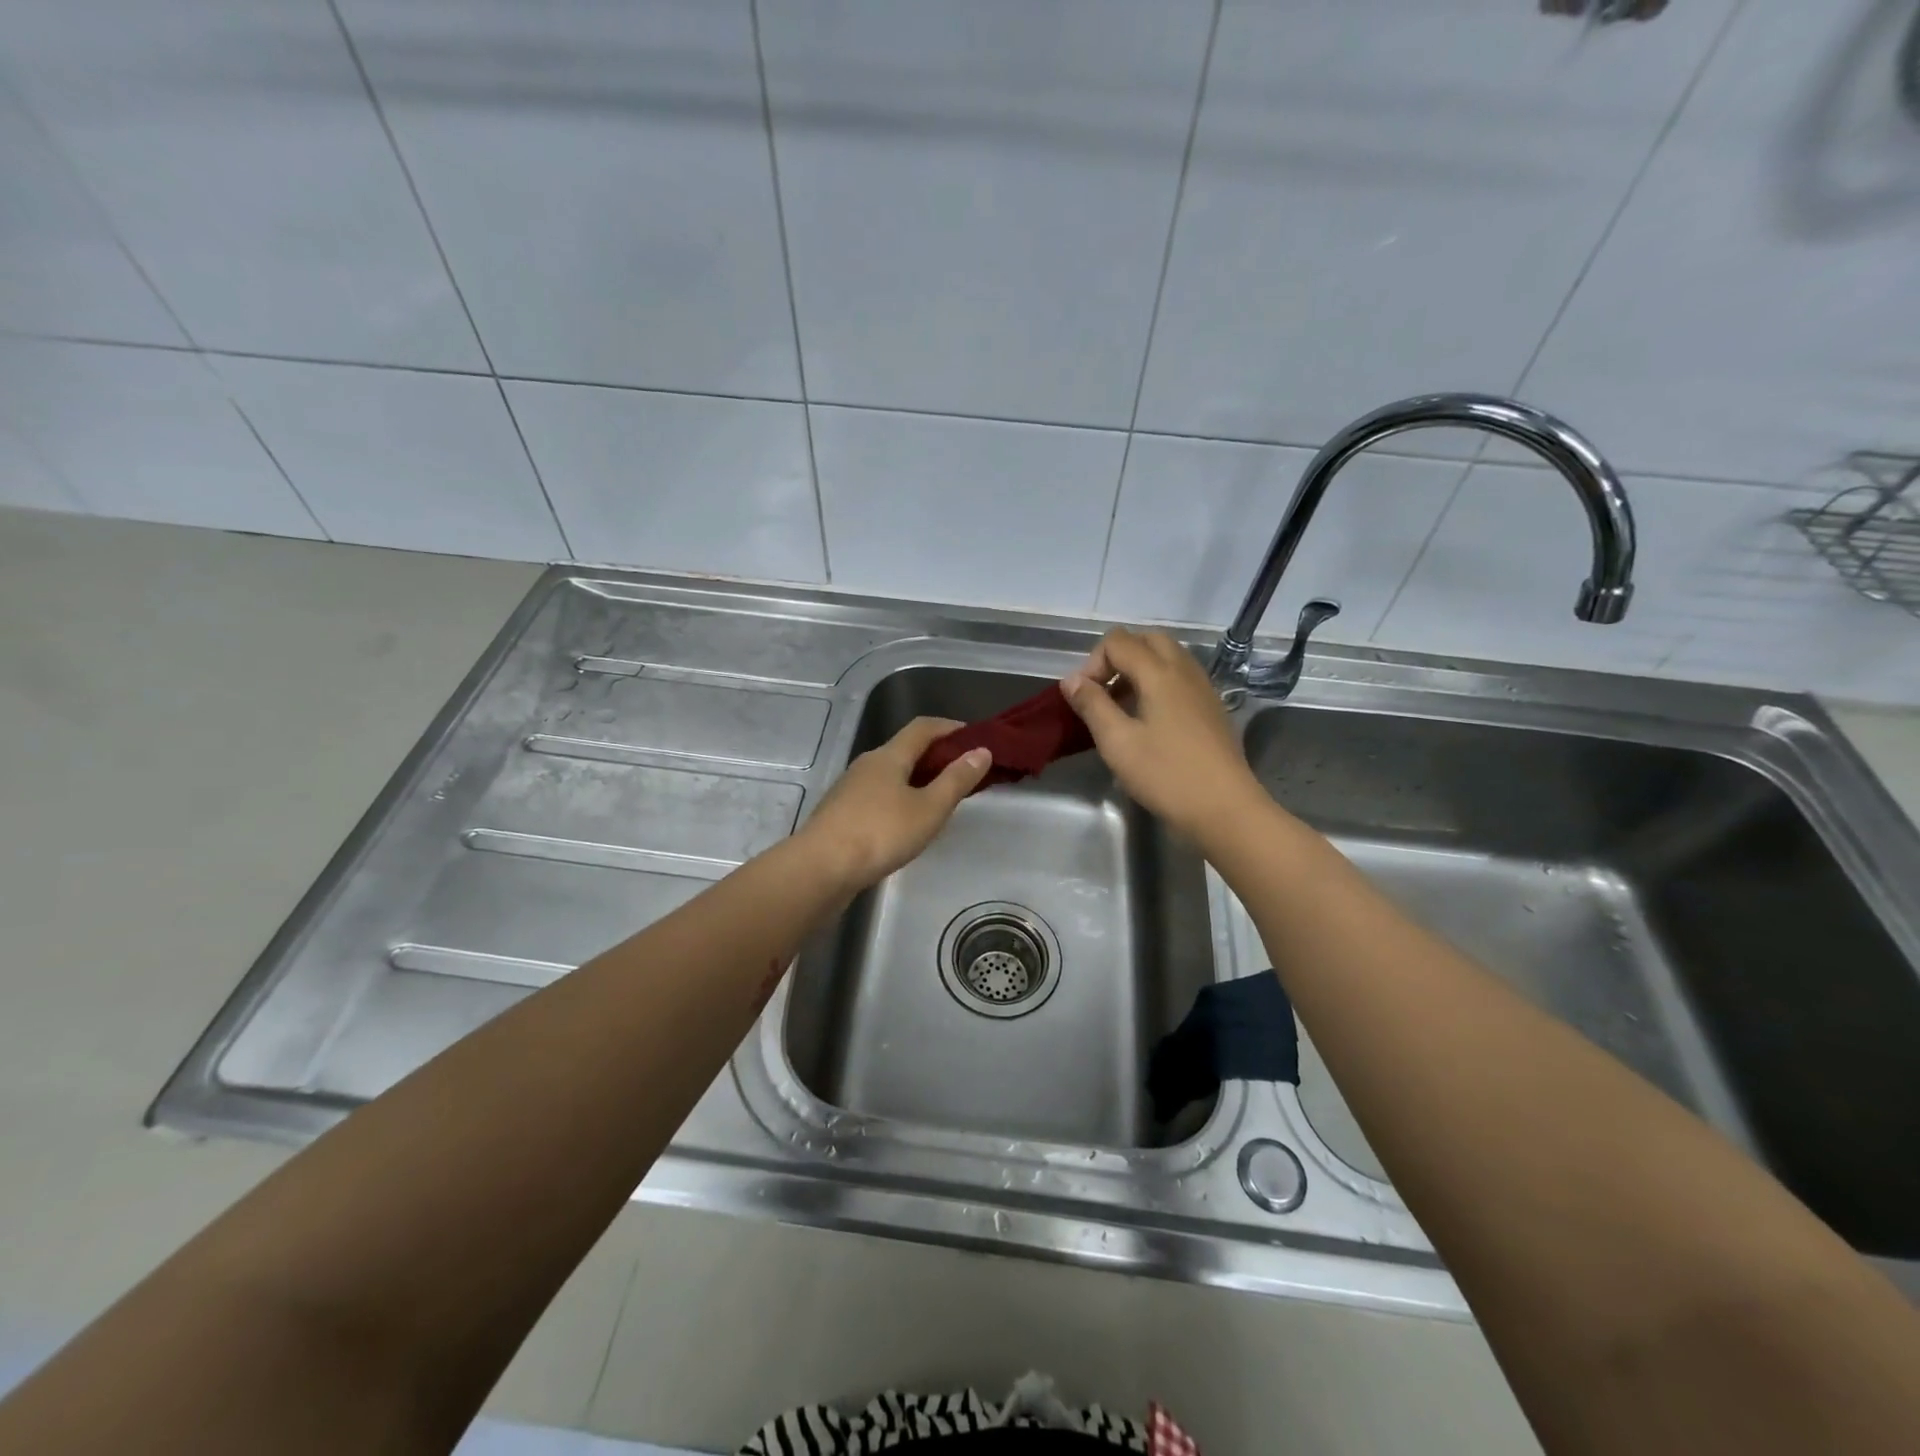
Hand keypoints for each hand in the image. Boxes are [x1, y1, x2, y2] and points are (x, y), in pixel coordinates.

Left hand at [800, 717, 991, 890]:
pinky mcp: (841, 813)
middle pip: (905, 749)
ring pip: (891, 774)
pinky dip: (899, 798)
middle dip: (935, 755)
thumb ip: (956, 780)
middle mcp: (867, 764)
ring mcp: (850, 789)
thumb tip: (981, 750)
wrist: (821, 868)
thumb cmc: (881, 833)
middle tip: (963, 772)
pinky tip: (906, 823)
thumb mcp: (929, 808)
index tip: (974, 737)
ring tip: (939, 800)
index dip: (950, 727)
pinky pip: (878, 795)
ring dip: (916, 779)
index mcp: (889, 756)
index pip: (923, 728)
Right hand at [1060, 628, 1263, 839]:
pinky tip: (1148, 722)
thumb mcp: (1117, 742)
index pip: (1118, 641)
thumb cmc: (1166, 774)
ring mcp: (1202, 687)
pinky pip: (1179, 678)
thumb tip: (1071, 680)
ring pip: (1166, 657)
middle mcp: (1184, 670)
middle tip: (1103, 694)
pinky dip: (1157, 685)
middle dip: (1117, 658)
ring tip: (1122, 708)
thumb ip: (1092, 705)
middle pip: (1146, 640)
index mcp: (1160, 672)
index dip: (1093, 663)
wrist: (1224, 808)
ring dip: (1137, 670)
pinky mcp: (1211, 707)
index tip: (1084, 699)